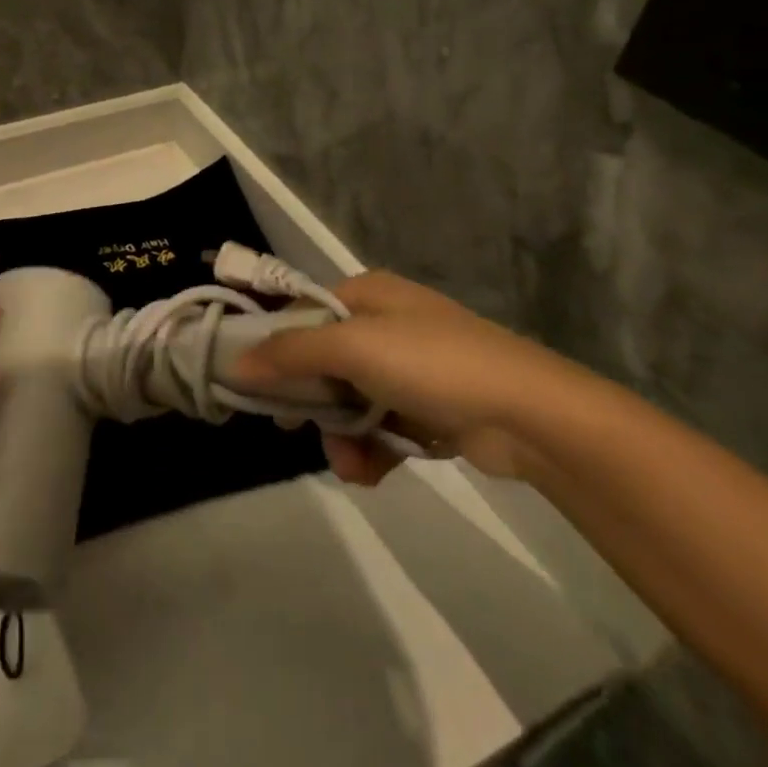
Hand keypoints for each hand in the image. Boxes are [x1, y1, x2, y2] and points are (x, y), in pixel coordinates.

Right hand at [235, 271, 602, 485]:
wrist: (531, 416)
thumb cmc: (433, 364)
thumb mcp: (353, 348)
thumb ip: (290, 353)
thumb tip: (235, 363)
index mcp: (367, 293)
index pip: (301, 312)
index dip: (274, 346)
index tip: (251, 383)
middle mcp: (386, 324)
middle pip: (322, 360)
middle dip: (311, 402)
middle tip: (293, 428)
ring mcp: (410, 368)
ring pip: (349, 400)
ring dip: (341, 436)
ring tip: (349, 465)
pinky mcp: (430, 408)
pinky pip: (381, 426)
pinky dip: (371, 450)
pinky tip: (370, 473)